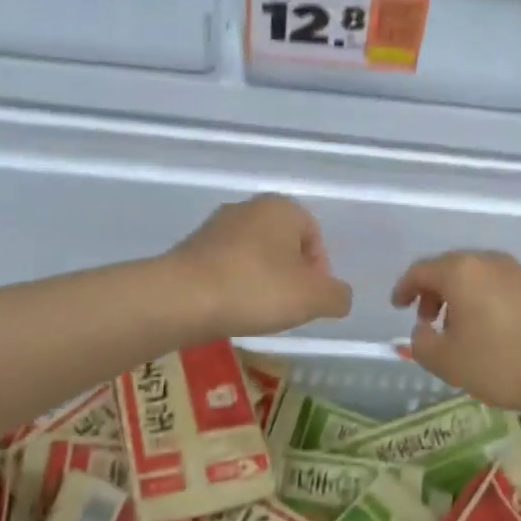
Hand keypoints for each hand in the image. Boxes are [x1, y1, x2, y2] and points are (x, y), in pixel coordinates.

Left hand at [168, 195, 352, 337]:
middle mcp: (249, 207)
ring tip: (256, 312)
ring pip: (253, 255)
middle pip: (284, 245)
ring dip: (261, 281)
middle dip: (290, 276)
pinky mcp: (190, 247)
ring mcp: (216, 226)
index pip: (315, 238)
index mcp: (283, 208)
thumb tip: (338, 296)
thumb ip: (337, 296)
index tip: (309, 300)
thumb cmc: (256, 289)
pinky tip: (230, 309)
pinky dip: (233, 285)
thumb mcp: (314, 298)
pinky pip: (225, 266)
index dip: (319, 272)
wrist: (181, 298)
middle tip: (287, 308)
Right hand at [390, 250, 520, 419]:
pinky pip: (502, 285)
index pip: (422, 270)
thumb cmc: (502, 363)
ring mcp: (520, 271)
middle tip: (428, 319)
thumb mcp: (448, 362)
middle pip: (451, 268)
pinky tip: (492, 329)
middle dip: (434, 291)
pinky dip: (487, 299)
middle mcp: (490, 261)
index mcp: (462, 271)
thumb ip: (422, 342)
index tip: (398, 306)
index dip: (404, 287)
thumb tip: (423, 330)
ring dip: (462, 296)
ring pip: (479, 276)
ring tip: (460, 329)